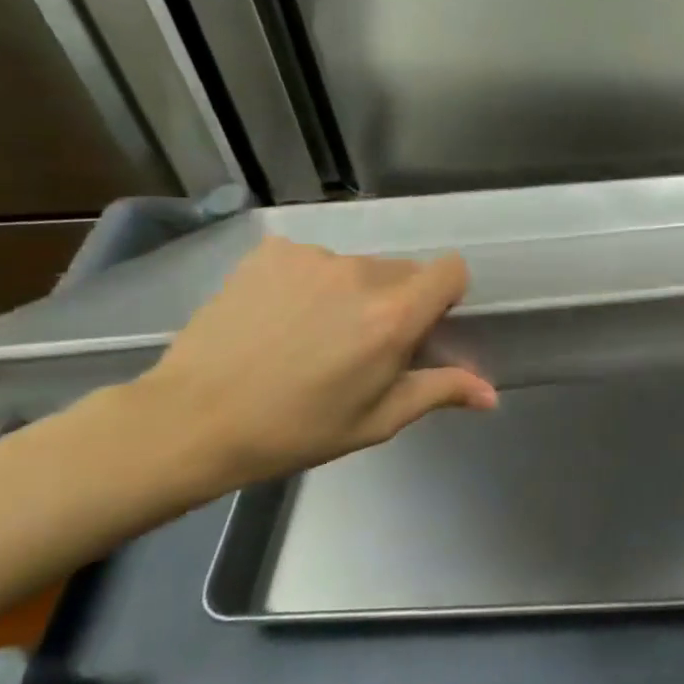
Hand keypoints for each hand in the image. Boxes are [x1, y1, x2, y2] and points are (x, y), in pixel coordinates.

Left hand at [128, 237, 495, 493]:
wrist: (192, 419)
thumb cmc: (296, 430)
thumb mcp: (376, 420)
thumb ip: (439, 392)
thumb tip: (491, 394)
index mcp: (393, 317)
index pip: (452, 270)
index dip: (447, 294)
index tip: (425, 324)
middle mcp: (360, 274)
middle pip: (404, 270)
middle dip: (396, 300)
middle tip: (361, 344)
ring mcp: (312, 258)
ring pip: (357, 266)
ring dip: (351, 292)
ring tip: (311, 335)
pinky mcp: (271, 253)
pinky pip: (313, 261)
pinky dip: (309, 283)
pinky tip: (278, 318)